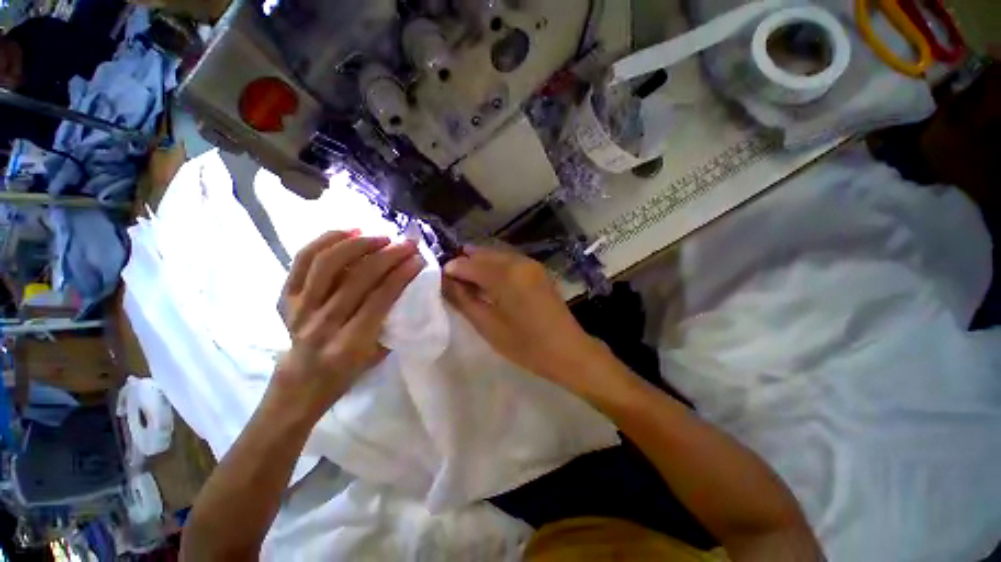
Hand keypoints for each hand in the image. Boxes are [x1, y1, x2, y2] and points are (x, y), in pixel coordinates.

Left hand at [272, 230, 423, 420]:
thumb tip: (408, 286)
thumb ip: (392, 322)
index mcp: (349, 344)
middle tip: (407, 244)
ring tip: (380, 237)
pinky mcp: (285, 297)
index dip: (401, 274)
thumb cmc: (347, 372)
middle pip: (358, 278)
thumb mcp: (378, 355)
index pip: (380, 298)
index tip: (418, 259)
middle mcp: (322, 324)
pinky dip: (326, 241)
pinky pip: (303, 260)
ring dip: (358, 244)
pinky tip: (348, 232)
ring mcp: (299, 308)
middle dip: (388, 255)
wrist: (301, 382)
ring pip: (327, 264)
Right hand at [442, 245, 608, 390]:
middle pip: (484, 254)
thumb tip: (445, 281)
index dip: (452, 269)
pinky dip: (495, 266)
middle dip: (465, 263)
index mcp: (506, 275)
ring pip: (497, 255)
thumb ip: (464, 300)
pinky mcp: (538, 270)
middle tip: (451, 279)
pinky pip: (510, 261)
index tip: (439, 279)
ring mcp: (531, 264)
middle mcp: (519, 261)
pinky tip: (489, 279)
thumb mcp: (488, 326)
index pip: (469, 264)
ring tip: (467, 279)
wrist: (568, 351)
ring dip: (480, 263)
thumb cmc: (526, 345)